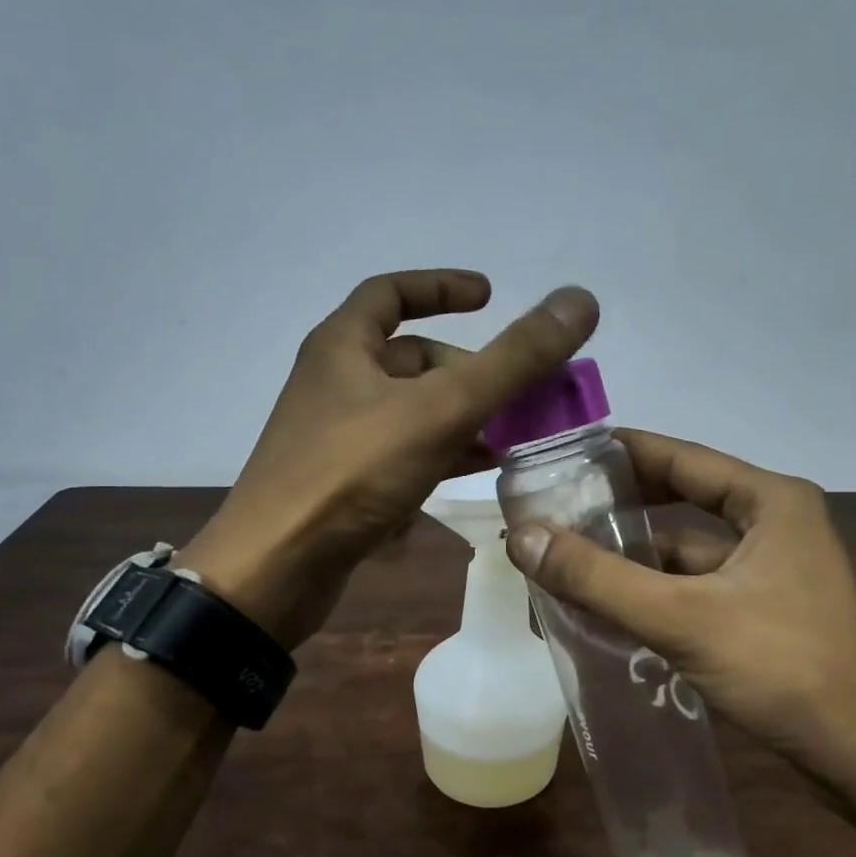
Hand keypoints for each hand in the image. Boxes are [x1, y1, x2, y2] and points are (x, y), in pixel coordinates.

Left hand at [177, 271, 597, 646]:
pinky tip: (472, 476)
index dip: (442, 287)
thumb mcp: (441, 409)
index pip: (392, 292)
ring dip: (462, 417)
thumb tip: (580, 299)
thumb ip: (513, 359)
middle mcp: (336, 382)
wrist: (275, 568)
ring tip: (512, 437)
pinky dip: (439, 455)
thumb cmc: (352, 473)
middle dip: (470, 372)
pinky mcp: (343, 482)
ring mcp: (338, 436)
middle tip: (521, 394)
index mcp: (344, 346)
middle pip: (412, 359)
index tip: (490, 296)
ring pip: (412, 411)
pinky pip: (401, 454)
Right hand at [505, 430, 855, 764]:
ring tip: (564, 562)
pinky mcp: (764, 611)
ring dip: (631, 559)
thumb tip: (522, 537)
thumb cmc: (781, 666)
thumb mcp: (683, 617)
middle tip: (554, 509)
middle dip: (619, 509)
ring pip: (685, 553)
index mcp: (769, 501)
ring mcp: (771, 570)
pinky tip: (606, 608)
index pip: (681, 457)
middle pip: (680, 501)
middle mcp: (773, 524)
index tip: (565, 452)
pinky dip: (653, 594)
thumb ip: (599, 578)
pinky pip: (695, 588)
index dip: (622, 452)